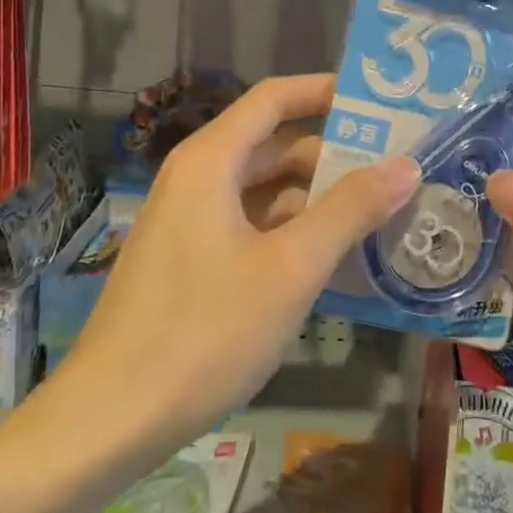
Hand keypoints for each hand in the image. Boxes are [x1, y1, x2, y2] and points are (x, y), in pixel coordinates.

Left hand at [50, 74, 418, 465]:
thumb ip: (350, 210)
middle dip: (332, 152)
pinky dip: (291, 229)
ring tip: (377, 212)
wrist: (107, 422)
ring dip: (315, 196)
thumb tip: (406, 164)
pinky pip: (250, 224)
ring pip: (263, 188)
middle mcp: (197, 177)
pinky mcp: (189, 260)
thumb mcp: (290, 269)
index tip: (379, 104)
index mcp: (212, 160)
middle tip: (394, 167)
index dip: (325, 91)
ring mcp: (189, 221)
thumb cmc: (203, 333)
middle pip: (273, 143)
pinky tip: (331, 257)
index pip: (274, 98)